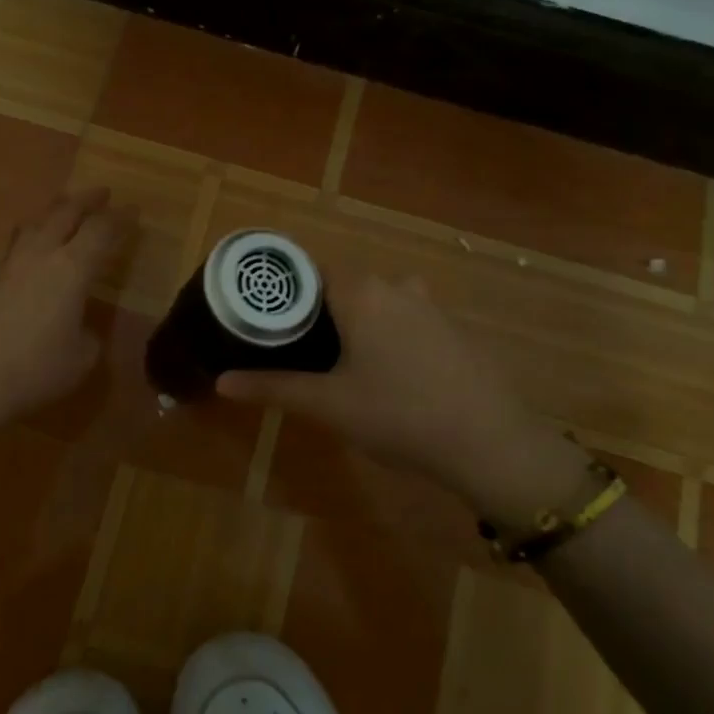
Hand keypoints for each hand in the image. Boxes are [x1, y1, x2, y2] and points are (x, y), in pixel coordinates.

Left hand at [0, 188, 131, 439]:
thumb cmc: (39, 370)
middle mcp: (42, 254)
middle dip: (88, 199)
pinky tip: (32, 240)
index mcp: (73, 269)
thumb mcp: (83, 356)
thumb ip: (89, 331)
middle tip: (103, 194)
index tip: (133, 210)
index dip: (121, 218)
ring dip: (56, 209)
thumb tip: (82, 323)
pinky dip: (31, 230)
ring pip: (36, 221)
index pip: (102, 230)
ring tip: (67, 208)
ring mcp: (12, 263)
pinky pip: (15, 239)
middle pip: (66, 212)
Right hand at [216, 273, 589, 523]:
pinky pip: (405, 318)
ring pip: (376, 301)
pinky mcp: (452, 330)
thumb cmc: (399, 415)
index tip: (263, 318)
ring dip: (353, 323)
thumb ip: (274, 388)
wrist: (492, 444)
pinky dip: (386, 334)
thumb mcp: (329, 404)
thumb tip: (221, 382)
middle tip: (292, 346)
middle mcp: (396, 286)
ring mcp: (430, 306)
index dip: (284, 291)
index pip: (309, 270)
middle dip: (316, 311)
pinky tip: (385, 375)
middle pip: (342, 285)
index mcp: (362, 292)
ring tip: (335, 361)